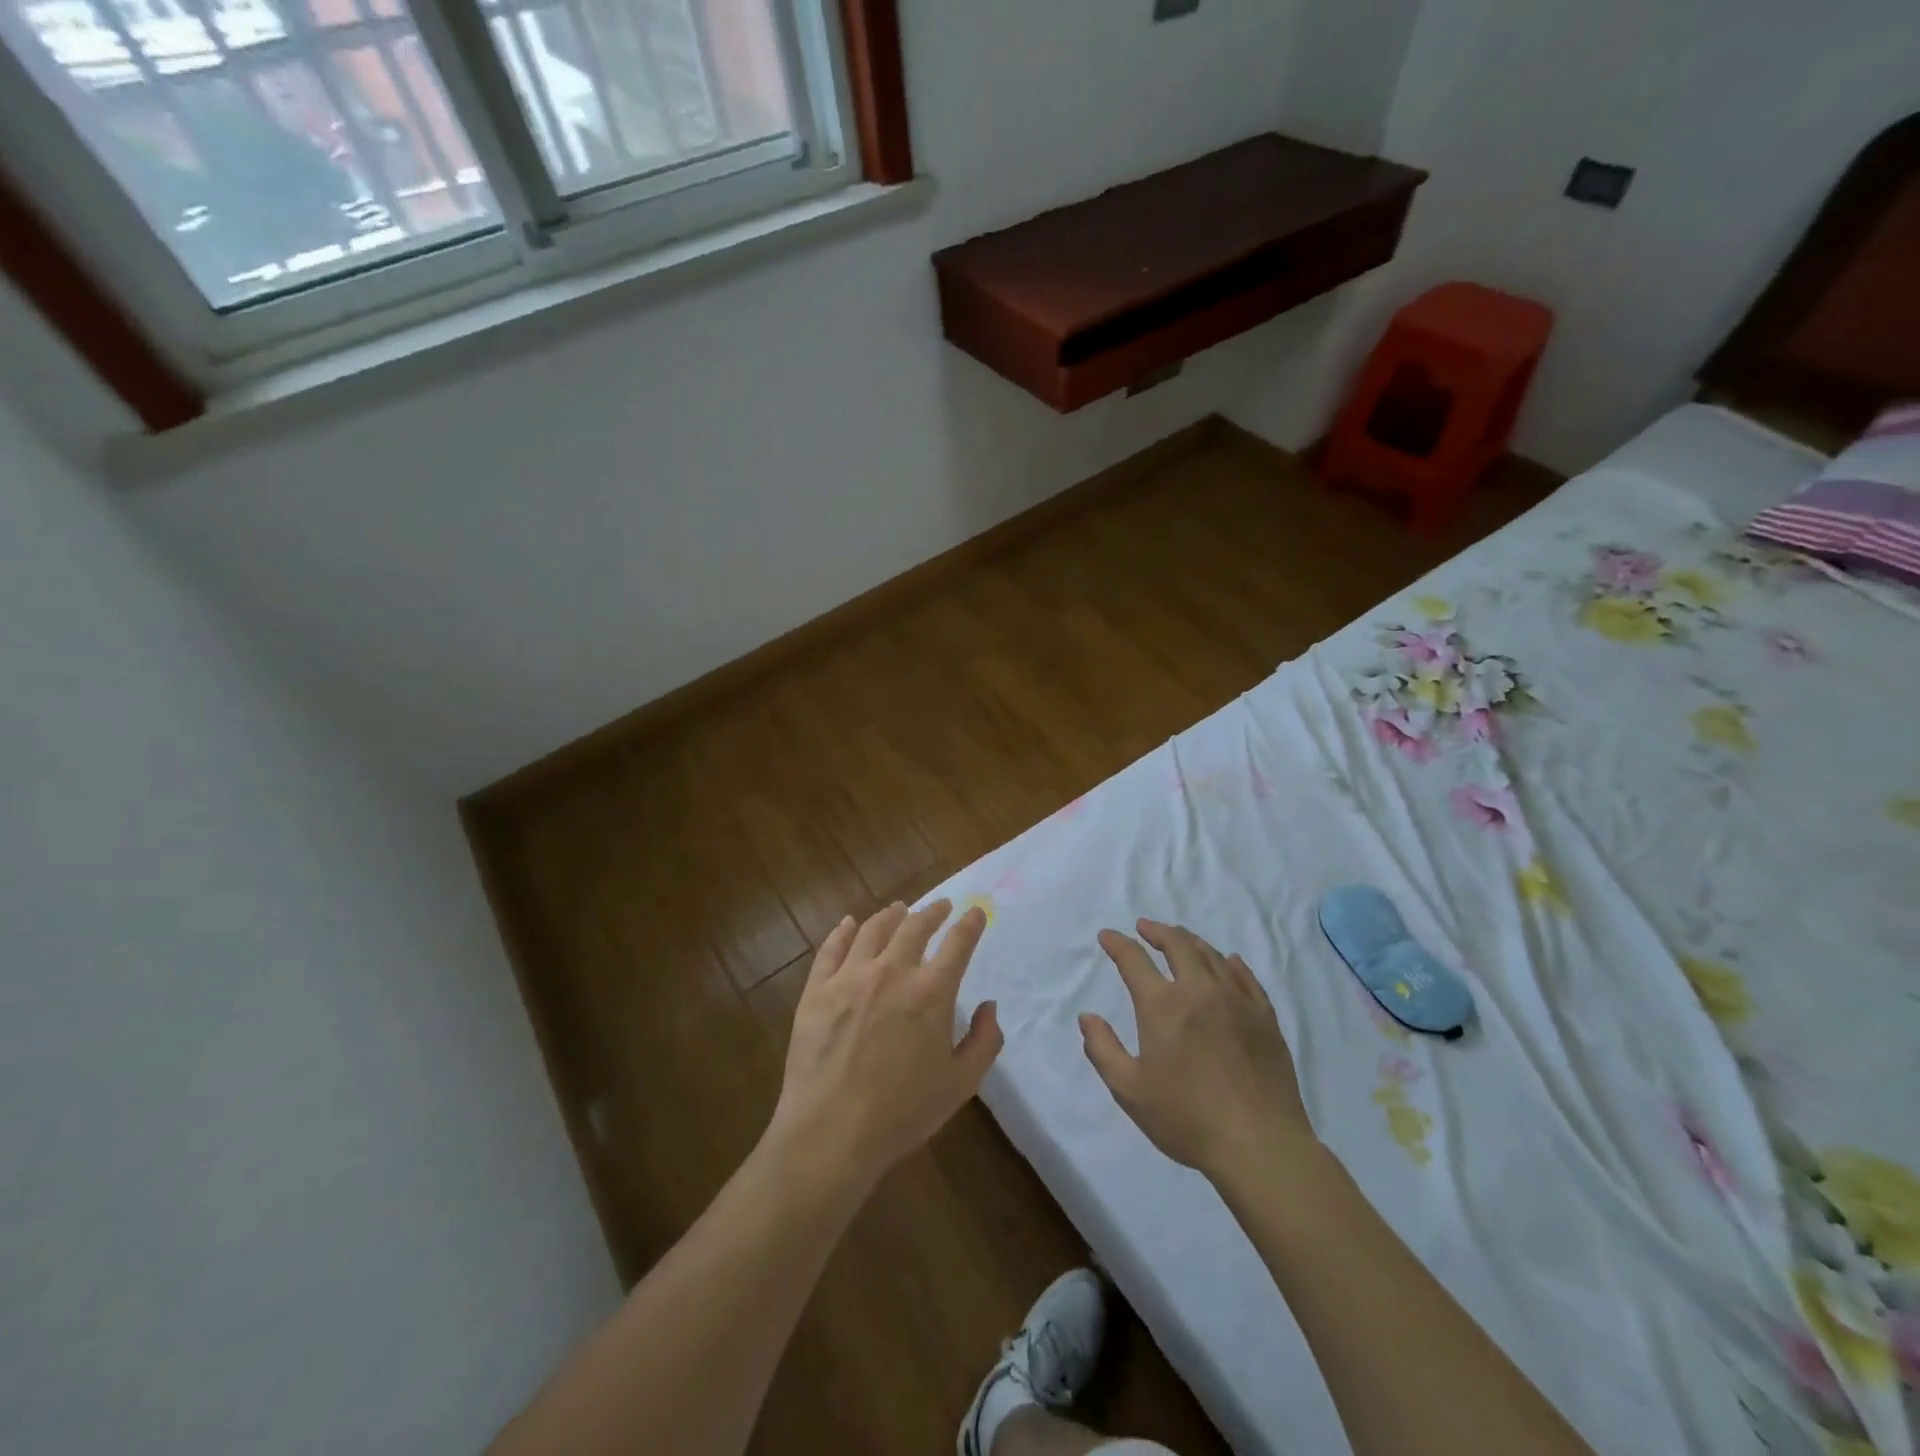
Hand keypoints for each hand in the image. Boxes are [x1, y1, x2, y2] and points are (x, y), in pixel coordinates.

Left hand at [769, 900, 1000, 1186]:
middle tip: (940, 906)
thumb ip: (983, 1042)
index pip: (957, 944)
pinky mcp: (817, 990)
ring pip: (874, 930)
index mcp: (930, 992)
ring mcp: (850, 977)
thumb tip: (988, 1007)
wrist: (831, 1131)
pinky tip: (849, 923)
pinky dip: (843, 931)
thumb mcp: (961, 1085)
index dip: (970, 924)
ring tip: (899, 909)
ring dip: (891, 915)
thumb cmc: (902, 1112)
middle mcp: (892, 972)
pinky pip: (831, 949)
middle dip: (932, 912)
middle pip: (915, 927)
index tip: (975, 911)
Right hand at [1080, 920, 1314, 1178]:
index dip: (1117, 944)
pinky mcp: (1265, 1017)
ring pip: (1212, 955)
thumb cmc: (1187, 1118)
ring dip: (1190, 942)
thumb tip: (1087, 1017)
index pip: (1134, 960)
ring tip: (1180, 940)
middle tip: (1145, 928)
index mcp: (1162, 1005)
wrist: (1260, 1144)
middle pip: (1178, 944)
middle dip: (1157, 931)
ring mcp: (1236, 1000)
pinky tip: (1228, 962)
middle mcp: (1199, 990)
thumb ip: (1102, 1049)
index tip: (1107, 936)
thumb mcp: (1130, 1090)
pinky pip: (1245, 977)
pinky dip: (1231, 963)